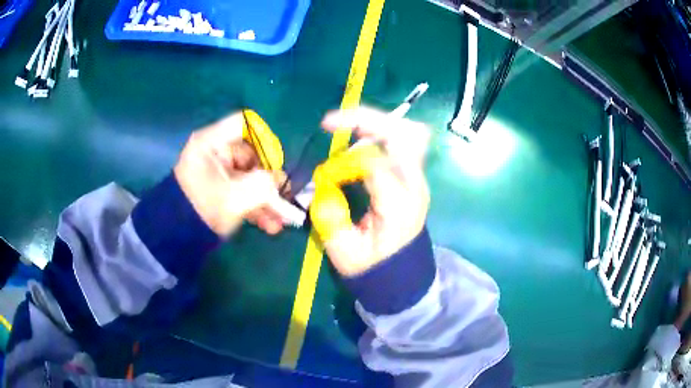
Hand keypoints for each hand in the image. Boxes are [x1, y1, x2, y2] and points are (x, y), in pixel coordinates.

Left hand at [174, 113, 286, 236]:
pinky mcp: (221, 191)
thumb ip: (264, 185)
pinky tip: (271, 226)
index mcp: (212, 143)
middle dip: (270, 180)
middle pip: (252, 155)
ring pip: (250, 178)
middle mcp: (216, 153)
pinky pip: (243, 193)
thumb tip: (280, 181)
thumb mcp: (235, 197)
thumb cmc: (203, 209)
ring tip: (281, 220)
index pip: (243, 123)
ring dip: (267, 200)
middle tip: (285, 196)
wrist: (177, 239)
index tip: (278, 160)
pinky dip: (256, 208)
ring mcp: (219, 173)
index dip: (264, 137)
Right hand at [312, 108, 430, 275]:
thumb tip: (324, 180)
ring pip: (408, 132)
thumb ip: (331, 215)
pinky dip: (380, 133)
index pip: (376, 162)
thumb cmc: (372, 266)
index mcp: (399, 206)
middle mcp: (414, 186)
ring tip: (346, 127)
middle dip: (368, 119)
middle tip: (332, 122)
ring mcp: (417, 179)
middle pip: (404, 134)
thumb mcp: (344, 250)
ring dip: (376, 123)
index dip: (345, 160)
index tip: (325, 173)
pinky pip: (403, 142)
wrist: (402, 274)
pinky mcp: (413, 176)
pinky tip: (359, 139)